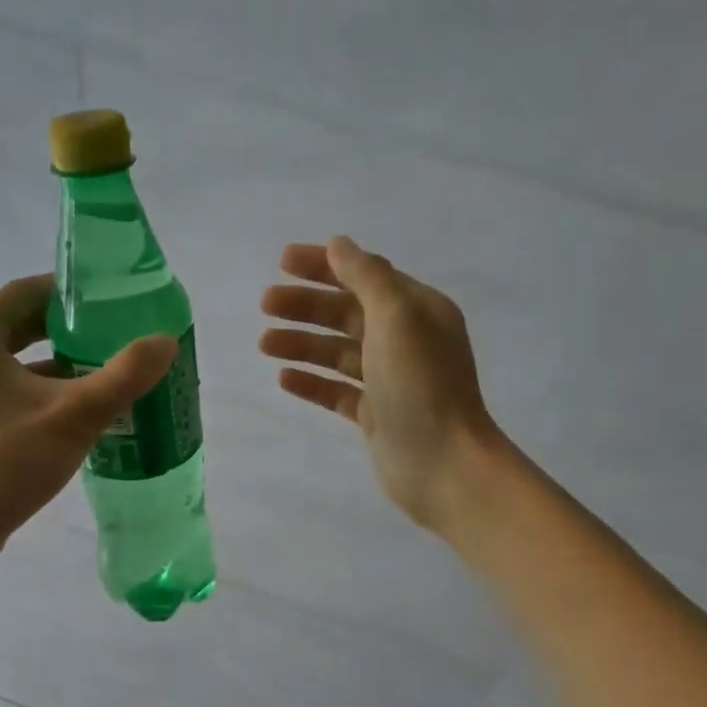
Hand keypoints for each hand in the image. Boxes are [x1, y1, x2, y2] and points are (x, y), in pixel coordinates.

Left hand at [0, 274, 176, 562]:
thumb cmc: (2, 462)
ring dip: (67, 366)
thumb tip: (166, 341)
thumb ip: (123, 376)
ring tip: (117, 373)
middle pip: (28, 324)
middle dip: (77, 332)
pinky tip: (89, 412)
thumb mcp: (72, 416)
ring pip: (24, 361)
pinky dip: (50, 394)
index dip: (77, 294)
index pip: (31, 291)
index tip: (120, 303)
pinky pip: (16, 391)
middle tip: (125, 338)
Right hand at [261, 236, 502, 533]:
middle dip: (306, 306)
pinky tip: (284, 379)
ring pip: (337, 353)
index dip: (324, 266)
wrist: (442, 463)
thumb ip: (367, 276)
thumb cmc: (421, 384)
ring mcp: (390, 381)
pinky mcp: (376, 416)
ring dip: (302, 344)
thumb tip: (339, 244)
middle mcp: (405, 341)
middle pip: (347, 314)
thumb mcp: (396, 317)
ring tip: (264, 343)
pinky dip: (312, 383)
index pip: (365, 276)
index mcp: (417, 310)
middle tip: (265, 304)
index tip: (282, 262)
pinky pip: (338, 392)